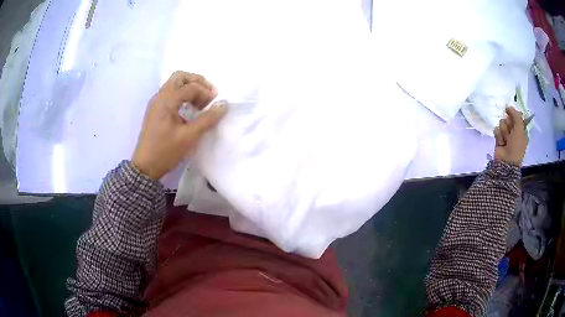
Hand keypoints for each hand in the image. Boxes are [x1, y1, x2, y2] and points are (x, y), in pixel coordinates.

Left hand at [132, 71, 225, 179]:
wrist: (145, 167)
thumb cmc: (165, 152)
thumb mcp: (188, 137)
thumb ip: (207, 119)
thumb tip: (223, 105)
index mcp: (166, 101)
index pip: (190, 87)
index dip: (205, 92)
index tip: (215, 104)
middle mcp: (159, 97)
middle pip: (180, 77)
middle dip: (197, 82)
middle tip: (208, 94)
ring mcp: (156, 103)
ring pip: (174, 84)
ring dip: (190, 88)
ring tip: (200, 103)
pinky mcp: (156, 110)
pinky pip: (171, 94)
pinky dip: (182, 95)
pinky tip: (189, 109)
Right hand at [493, 107, 528, 166]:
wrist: (507, 161)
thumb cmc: (516, 145)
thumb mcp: (520, 128)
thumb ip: (516, 115)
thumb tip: (508, 106)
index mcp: (521, 130)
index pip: (516, 116)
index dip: (513, 114)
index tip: (511, 114)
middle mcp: (514, 131)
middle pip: (508, 118)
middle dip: (508, 123)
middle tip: (510, 131)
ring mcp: (506, 135)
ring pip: (502, 123)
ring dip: (503, 130)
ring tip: (505, 139)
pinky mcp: (499, 138)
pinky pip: (496, 130)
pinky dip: (498, 135)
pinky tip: (501, 142)